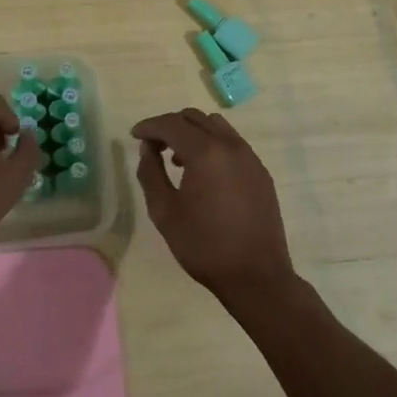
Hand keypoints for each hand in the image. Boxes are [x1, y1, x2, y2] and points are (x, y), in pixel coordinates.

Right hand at [133, 109, 296, 305]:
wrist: (257, 277)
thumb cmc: (204, 246)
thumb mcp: (164, 212)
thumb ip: (150, 173)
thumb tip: (148, 149)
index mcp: (205, 152)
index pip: (171, 124)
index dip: (149, 126)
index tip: (134, 135)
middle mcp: (230, 145)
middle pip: (194, 118)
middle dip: (170, 126)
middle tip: (154, 146)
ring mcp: (250, 157)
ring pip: (216, 126)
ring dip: (193, 133)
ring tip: (179, 158)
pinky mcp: (261, 172)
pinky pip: (232, 143)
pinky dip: (213, 145)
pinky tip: (205, 173)